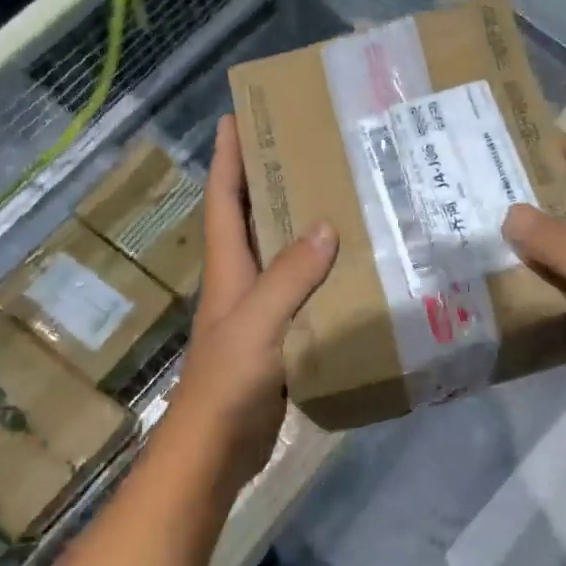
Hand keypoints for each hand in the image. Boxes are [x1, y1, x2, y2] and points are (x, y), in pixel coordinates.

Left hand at [165, 117, 338, 488]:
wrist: (216, 450)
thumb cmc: (228, 382)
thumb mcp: (258, 323)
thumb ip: (289, 276)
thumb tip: (325, 225)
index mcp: (228, 268)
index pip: (224, 199)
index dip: (227, 157)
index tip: (236, 115)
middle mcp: (240, 281)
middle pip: (250, 218)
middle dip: (266, 179)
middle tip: (303, 146)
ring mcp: (258, 311)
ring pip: (278, 254)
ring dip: (296, 223)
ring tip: (335, 194)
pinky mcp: (277, 337)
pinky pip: (299, 291)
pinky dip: (318, 272)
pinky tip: (349, 268)